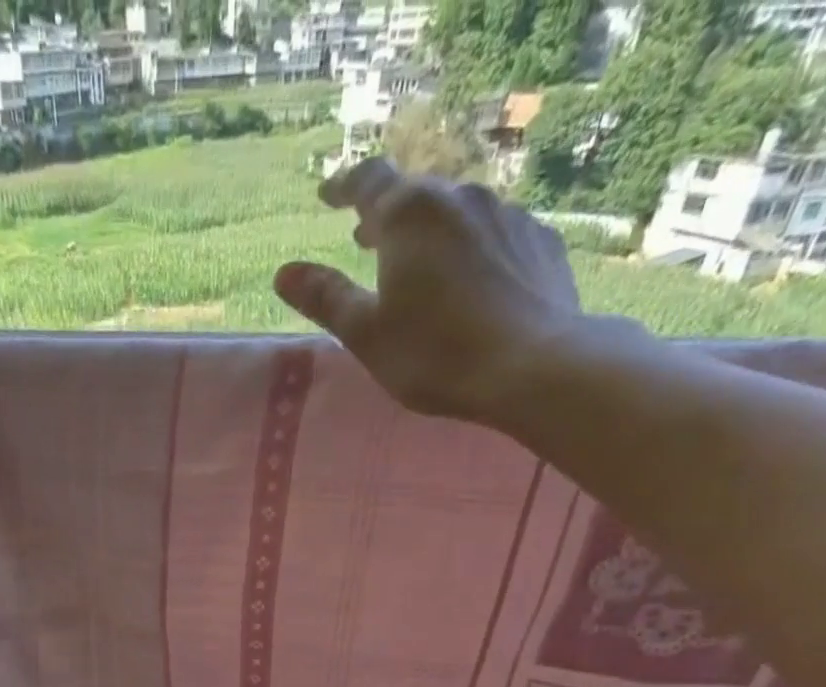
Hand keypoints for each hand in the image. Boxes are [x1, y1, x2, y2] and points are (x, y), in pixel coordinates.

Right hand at [274, 158, 588, 422]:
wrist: (531, 366)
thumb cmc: (434, 353)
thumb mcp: (366, 334)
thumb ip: (326, 298)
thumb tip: (284, 273)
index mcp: (410, 215)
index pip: (369, 181)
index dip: (343, 186)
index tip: (329, 196)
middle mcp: (460, 198)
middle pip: (415, 194)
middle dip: (386, 213)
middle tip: (366, 238)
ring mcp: (508, 215)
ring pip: (458, 211)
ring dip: (431, 230)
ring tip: (419, 261)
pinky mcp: (541, 241)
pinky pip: (495, 234)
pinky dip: (472, 247)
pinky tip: (470, 279)